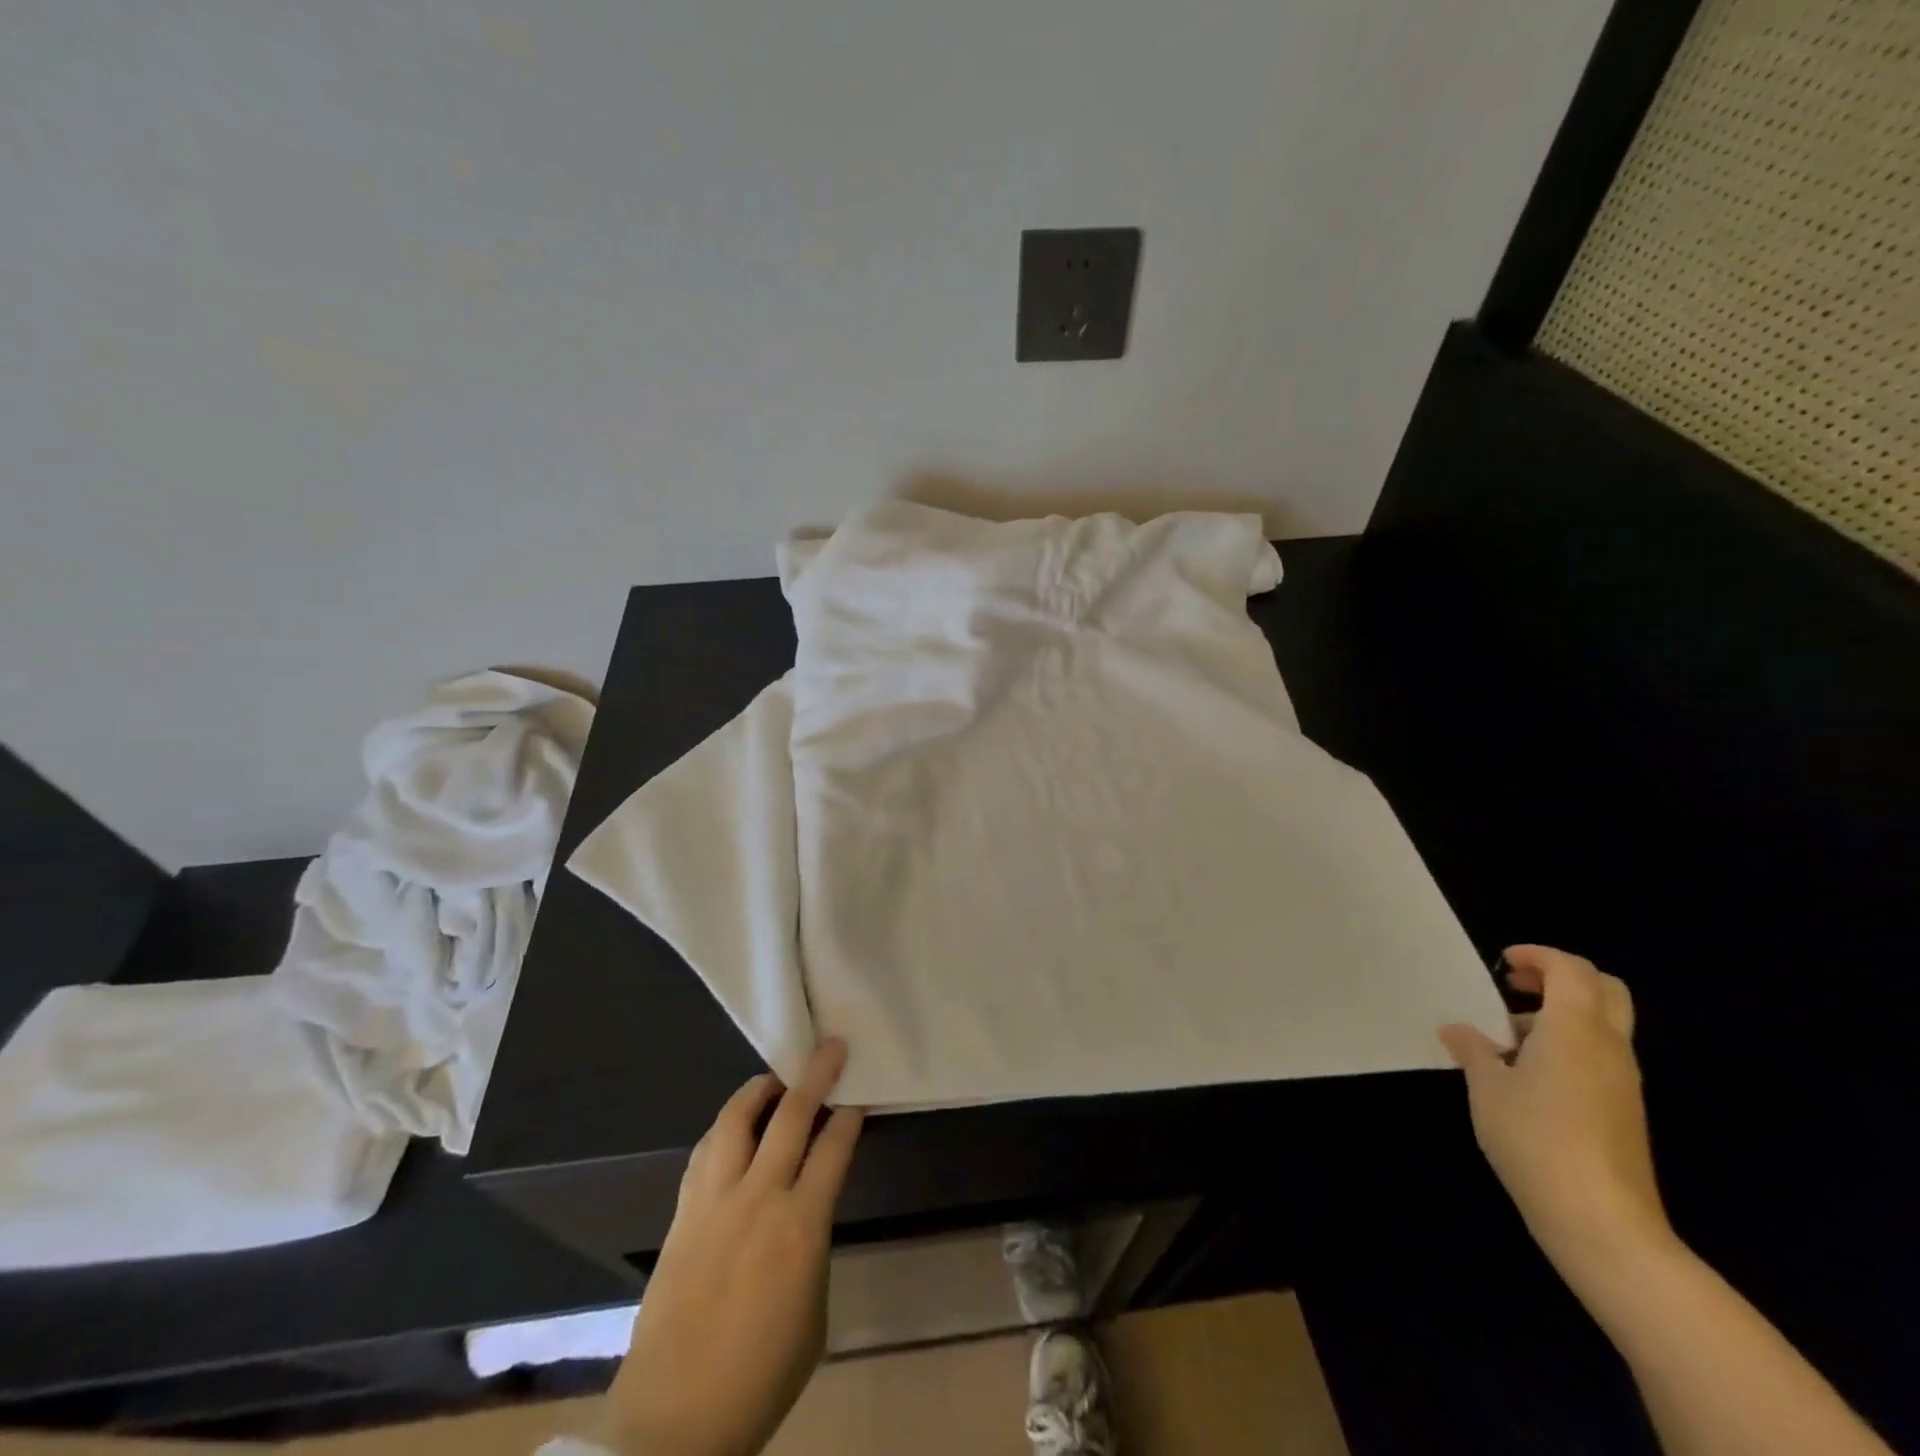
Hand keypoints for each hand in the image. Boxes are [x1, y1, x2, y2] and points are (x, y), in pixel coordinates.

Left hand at [607, 1041, 865, 1455]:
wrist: (673, 1423)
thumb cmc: (761, 1378)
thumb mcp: (814, 1314)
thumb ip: (812, 1248)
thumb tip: (804, 1213)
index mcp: (800, 1226)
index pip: (833, 1148)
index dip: (849, 1115)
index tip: (858, 1095)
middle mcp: (758, 1198)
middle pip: (790, 1115)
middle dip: (816, 1075)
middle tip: (830, 1047)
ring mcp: (713, 1201)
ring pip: (735, 1120)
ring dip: (759, 1091)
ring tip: (775, 1080)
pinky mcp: (682, 1214)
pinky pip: (706, 1152)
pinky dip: (725, 1129)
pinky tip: (734, 1129)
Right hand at [1439, 945, 1672, 1279]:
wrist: (1602, 1223)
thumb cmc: (1536, 1139)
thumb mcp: (1487, 1088)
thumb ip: (1473, 1050)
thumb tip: (1458, 1031)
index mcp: (1576, 1030)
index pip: (1572, 970)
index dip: (1538, 956)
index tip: (1503, 964)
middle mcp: (1609, 1048)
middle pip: (1604, 990)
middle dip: (1561, 977)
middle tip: (1516, 986)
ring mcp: (1622, 1082)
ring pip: (1603, 1024)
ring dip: (1561, 1014)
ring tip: (1508, 1036)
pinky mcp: (1623, 1111)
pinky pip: (1600, 1056)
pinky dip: (1568, 1045)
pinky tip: (1527, 1076)